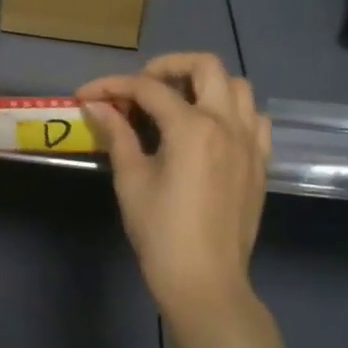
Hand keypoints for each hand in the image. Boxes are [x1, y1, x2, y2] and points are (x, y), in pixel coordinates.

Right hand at [78, 53, 271, 326]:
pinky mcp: (260, 162)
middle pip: (205, 65)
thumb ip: (117, 134)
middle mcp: (226, 123)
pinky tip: (210, 128)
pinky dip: (232, 110)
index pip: (147, 88)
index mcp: (192, 127)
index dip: (112, 85)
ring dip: (205, 83)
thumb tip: (97, 106)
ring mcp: (250, 141)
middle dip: (167, 66)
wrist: (206, 282)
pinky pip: (254, 118)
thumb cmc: (161, 233)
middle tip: (141, 85)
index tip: (86, 94)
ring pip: (237, 86)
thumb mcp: (132, 180)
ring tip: (177, 101)